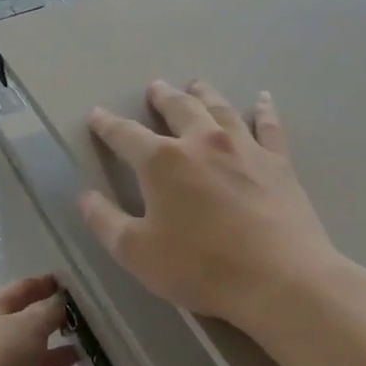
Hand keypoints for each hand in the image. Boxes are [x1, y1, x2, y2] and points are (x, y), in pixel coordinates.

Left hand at [0, 275, 78, 365]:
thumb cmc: (2, 356)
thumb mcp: (30, 325)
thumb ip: (48, 310)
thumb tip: (58, 300)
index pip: (19, 290)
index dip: (42, 285)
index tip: (68, 285)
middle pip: (23, 324)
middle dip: (51, 322)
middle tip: (82, 321)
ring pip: (28, 356)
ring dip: (52, 354)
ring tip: (80, 353)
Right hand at [79, 81, 351, 330]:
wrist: (280, 280)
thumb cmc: (200, 267)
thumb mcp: (136, 252)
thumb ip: (105, 221)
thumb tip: (85, 196)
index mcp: (162, 162)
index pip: (126, 134)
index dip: (107, 125)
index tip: (97, 115)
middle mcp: (202, 142)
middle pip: (178, 108)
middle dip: (162, 97)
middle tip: (155, 88)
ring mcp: (244, 148)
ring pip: (220, 109)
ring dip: (204, 94)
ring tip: (195, 85)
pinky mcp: (278, 163)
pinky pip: (268, 126)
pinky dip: (263, 110)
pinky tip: (262, 99)